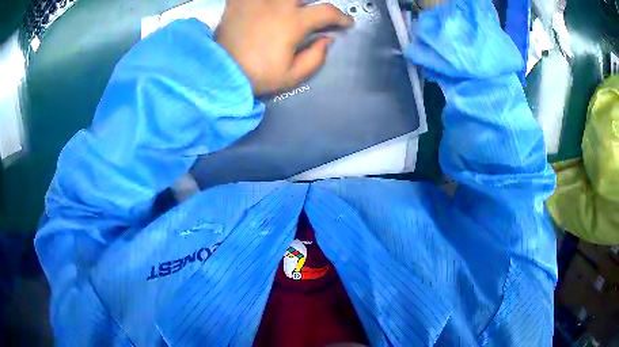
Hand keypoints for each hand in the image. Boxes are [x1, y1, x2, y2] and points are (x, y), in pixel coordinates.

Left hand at [216, 0, 353, 94]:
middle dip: (316, 2)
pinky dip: (262, 0)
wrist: (220, 73)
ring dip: (292, 1)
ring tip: (293, 8)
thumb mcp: (292, 76)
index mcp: (294, 22)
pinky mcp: (238, 1)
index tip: (345, 23)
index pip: (327, 12)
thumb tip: (327, 40)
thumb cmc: (257, 76)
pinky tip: (266, 6)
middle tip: (316, 12)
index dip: (341, 17)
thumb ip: (316, 57)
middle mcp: (278, 5)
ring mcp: (256, 0)